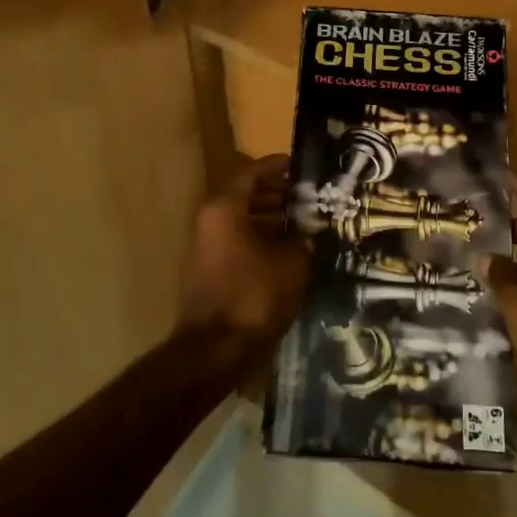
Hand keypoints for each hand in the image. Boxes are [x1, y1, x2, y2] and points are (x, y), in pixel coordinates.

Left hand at [176, 155, 308, 356]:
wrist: (214, 350)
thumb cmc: (254, 295)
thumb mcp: (292, 263)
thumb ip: (303, 239)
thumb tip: (310, 232)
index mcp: (225, 209)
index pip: (254, 173)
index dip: (280, 167)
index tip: (303, 165)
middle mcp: (209, 221)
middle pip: (247, 197)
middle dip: (279, 195)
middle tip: (311, 197)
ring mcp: (205, 247)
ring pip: (243, 222)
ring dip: (272, 220)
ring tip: (305, 224)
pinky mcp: (209, 272)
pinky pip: (238, 243)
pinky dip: (260, 241)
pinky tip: (288, 252)